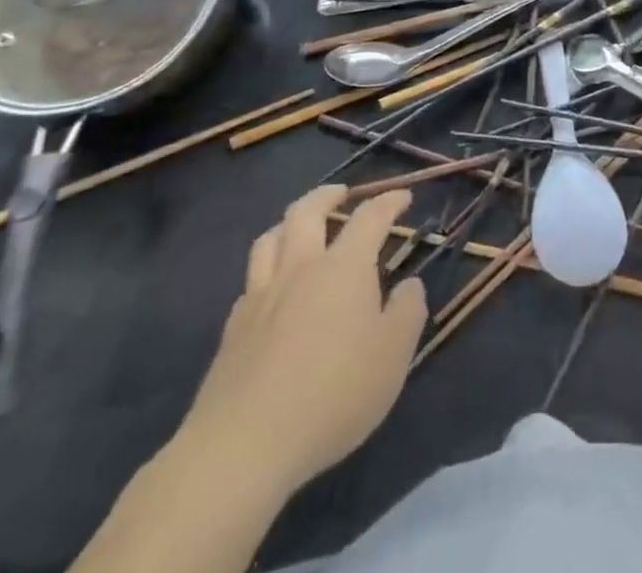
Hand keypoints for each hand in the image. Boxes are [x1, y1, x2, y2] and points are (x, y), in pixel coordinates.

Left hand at [181, 186, 426, 493]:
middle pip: (307, 211)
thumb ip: (407, 312)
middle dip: (328, 195)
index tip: (403, 197)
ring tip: (300, 228)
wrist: (244, 446)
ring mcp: (261, 297)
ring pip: (269, 238)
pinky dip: (266, 271)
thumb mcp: (393, 356)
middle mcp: (300, 268)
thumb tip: (409, 285)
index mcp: (344, 267)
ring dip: (289, 223)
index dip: (389, 201)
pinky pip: (250, 281)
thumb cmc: (333, 394)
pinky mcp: (233, 330)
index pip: (370, 217)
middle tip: (342, 194)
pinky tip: (273, 290)